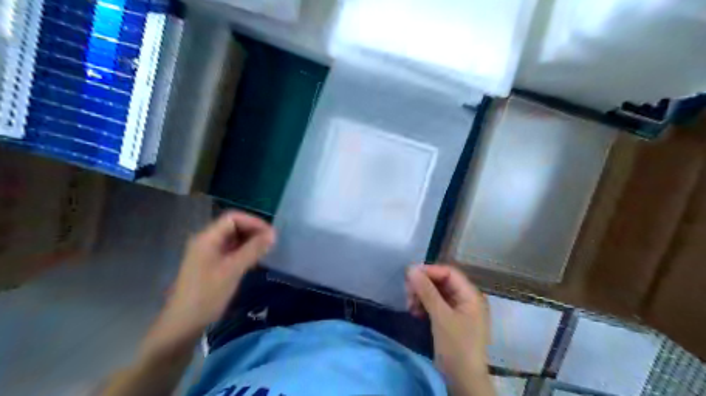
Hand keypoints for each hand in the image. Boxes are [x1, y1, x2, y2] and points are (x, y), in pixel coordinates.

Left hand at [143, 212, 275, 357]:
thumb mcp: (233, 270)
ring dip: (250, 242)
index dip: (253, 222)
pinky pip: (230, 250)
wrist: (184, 324)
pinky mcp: (210, 265)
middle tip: (271, 243)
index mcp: (207, 238)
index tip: (270, 234)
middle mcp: (206, 241)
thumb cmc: (207, 295)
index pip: (233, 218)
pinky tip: (254, 260)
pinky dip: (243, 252)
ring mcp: (207, 253)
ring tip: (266, 251)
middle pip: (233, 226)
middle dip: (253, 231)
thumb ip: (253, 249)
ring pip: (233, 239)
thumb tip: (273, 234)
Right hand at [409, 267, 491, 386]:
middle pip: (442, 282)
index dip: (429, 271)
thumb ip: (427, 291)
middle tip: (407, 293)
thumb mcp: (441, 316)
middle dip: (423, 285)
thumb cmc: (456, 345)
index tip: (409, 275)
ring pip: (436, 293)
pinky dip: (424, 306)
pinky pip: (436, 305)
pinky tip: (415, 312)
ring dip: (421, 296)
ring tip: (409, 306)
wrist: (463, 379)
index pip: (449, 273)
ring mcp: (458, 310)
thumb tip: (411, 269)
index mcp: (470, 295)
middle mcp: (466, 299)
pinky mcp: (450, 320)